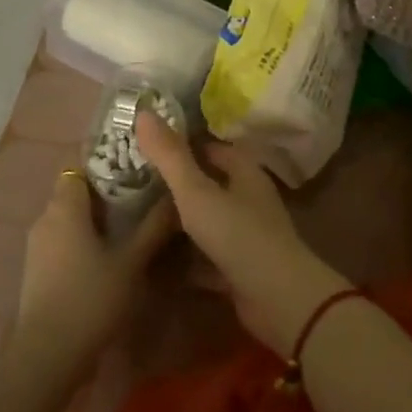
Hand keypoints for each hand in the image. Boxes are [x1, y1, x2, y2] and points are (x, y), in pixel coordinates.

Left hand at [14, 169, 176, 378]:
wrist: (47, 355)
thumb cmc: (91, 298)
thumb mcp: (131, 262)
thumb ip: (154, 227)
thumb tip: (176, 196)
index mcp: (65, 207)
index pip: (80, 167)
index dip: (105, 166)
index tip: (133, 172)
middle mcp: (45, 218)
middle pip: (74, 193)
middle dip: (104, 194)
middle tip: (139, 200)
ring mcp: (36, 246)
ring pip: (67, 218)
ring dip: (93, 221)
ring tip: (127, 229)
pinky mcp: (35, 271)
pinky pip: (61, 241)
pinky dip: (81, 241)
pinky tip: (105, 258)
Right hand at [135, 113, 348, 354]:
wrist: (279, 300)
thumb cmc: (238, 234)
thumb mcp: (197, 192)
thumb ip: (170, 156)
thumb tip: (143, 111)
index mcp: (244, 172)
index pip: (210, 148)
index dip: (181, 145)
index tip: (145, 147)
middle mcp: (248, 199)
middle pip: (208, 184)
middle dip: (176, 184)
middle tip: (132, 183)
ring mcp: (246, 235)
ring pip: (207, 221)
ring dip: (180, 222)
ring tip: (137, 218)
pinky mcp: (240, 269)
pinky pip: (207, 257)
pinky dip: (187, 258)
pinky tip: (157, 261)